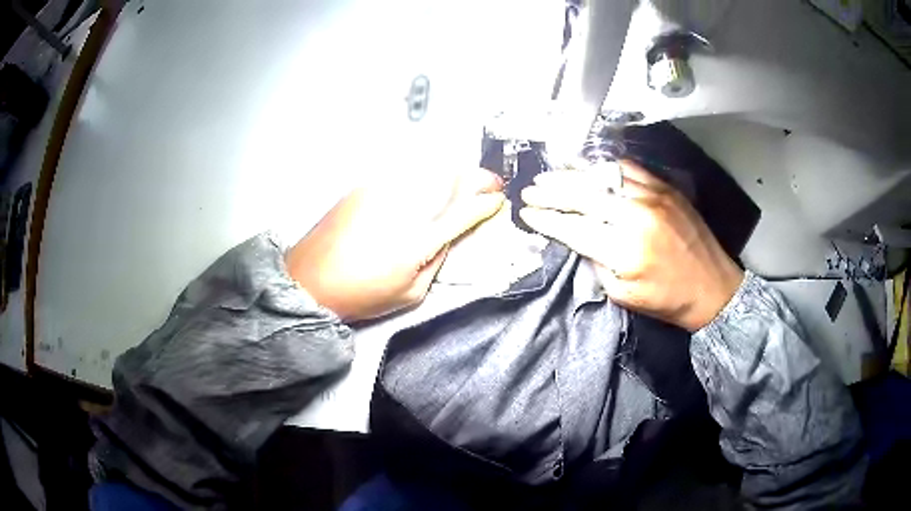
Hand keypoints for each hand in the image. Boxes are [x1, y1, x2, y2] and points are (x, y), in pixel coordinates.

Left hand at [286, 168, 504, 320]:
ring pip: (428, 170)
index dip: (485, 203)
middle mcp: (403, 208)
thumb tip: (449, 236)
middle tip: (489, 181)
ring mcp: (381, 192)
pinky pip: (402, 174)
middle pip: (450, 180)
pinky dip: (421, 175)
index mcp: (418, 241)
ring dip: (451, 172)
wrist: (309, 280)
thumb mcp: (411, 293)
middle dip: (476, 177)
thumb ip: (437, 260)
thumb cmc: (361, 295)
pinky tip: (425, 182)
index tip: (499, 198)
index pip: (462, 213)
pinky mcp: (363, 187)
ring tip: (463, 178)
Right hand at [519, 160, 743, 331]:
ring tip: (551, 174)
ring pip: (603, 176)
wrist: (713, 288)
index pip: (574, 227)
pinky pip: (629, 168)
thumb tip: (576, 239)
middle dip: (551, 192)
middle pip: (583, 195)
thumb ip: (596, 264)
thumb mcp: (623, 295)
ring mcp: (653, 196)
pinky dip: (604, 166)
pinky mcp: (666, 188)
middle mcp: (637, 216)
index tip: (526, 213)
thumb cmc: (667, 300)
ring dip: (573, 174)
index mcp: (625, 251)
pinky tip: (588, 167)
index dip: (546, 218)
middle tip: (530, 190)